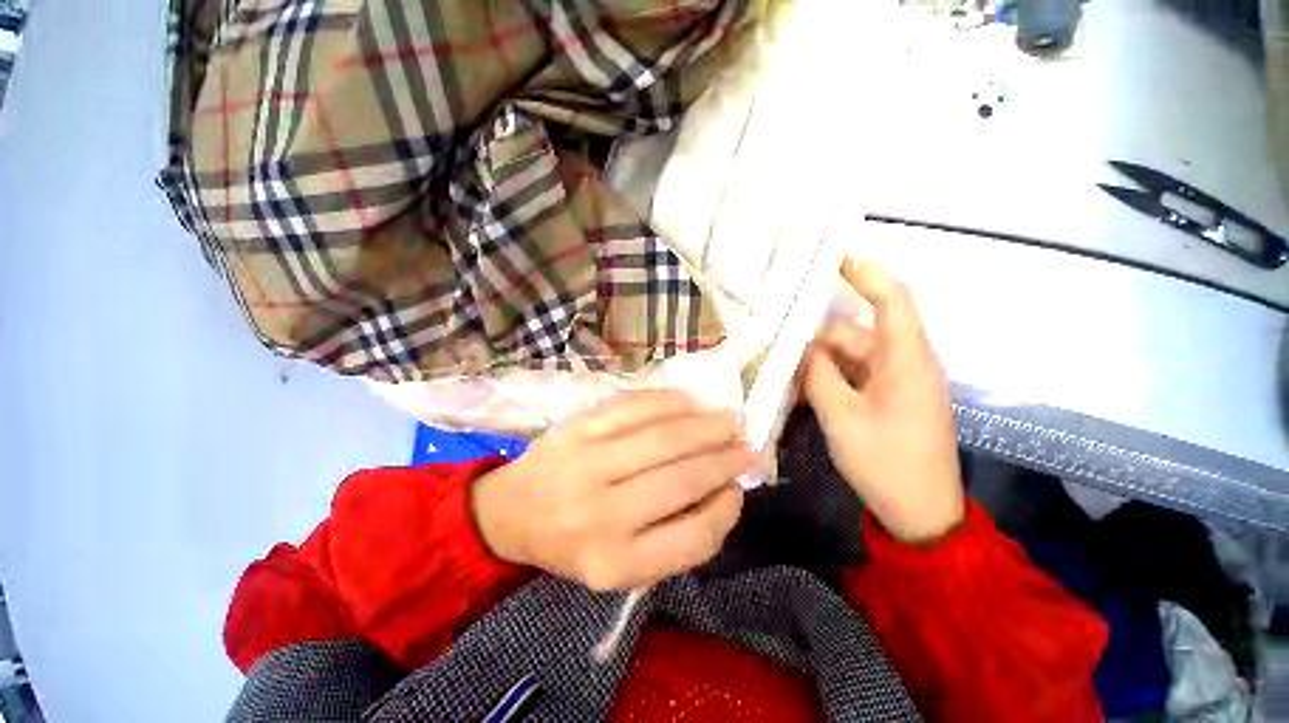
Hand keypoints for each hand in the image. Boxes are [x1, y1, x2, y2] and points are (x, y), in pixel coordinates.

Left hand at [471, 390, 752, 590]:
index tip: (737, 490)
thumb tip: (723, 490)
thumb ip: (675, 538)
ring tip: (729, 420)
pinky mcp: (577, 427)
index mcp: (615, 562)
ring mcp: (587, 462)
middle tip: (747, 446)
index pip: (693, 536)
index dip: (725, 510)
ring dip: (706, 425)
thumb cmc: (573, 542)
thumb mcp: (622, 566)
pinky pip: (634, 407)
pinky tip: (689, 402)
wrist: (510, 511)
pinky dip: (669, 402)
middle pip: (682, 478)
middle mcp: (602, 514)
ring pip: (664, 437)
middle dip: (725, 459)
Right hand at [802, 259, 963, 542]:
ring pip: (851, 356)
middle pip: (856, 334)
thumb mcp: (841, 417)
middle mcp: (905, 363)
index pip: (892, 301)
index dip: (867, 274)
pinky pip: (856, 375)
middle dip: (818, 341)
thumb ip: (818, 375)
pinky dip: (831, 379)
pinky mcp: (891, 398)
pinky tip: (807, 393)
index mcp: (905, 361)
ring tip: (789, 380)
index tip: (835, 261)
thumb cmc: (885, 463)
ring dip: (821, 364)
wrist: (921, 513)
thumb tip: (804, 350)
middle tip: (780, 352)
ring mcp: (898, 382)